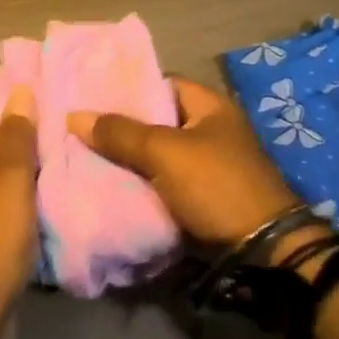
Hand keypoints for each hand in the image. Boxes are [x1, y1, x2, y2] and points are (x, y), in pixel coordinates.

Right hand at [69, 77, 300, 248]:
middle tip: (83, 127)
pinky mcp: (204, 200)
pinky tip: (111, 186)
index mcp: (210, 106)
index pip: (161, 83)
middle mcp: (211, 130)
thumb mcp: (165, 153)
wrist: (264, 255)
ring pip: (157, 156)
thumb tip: (74, 116)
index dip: (128, 87)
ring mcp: (209, 167)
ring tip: (87, 155)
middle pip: (156, 121)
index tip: (93, 94)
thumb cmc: (217, 186)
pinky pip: (164, 184)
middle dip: (122, 127)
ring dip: (129, 159)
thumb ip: (121, 133)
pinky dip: (142, 185)